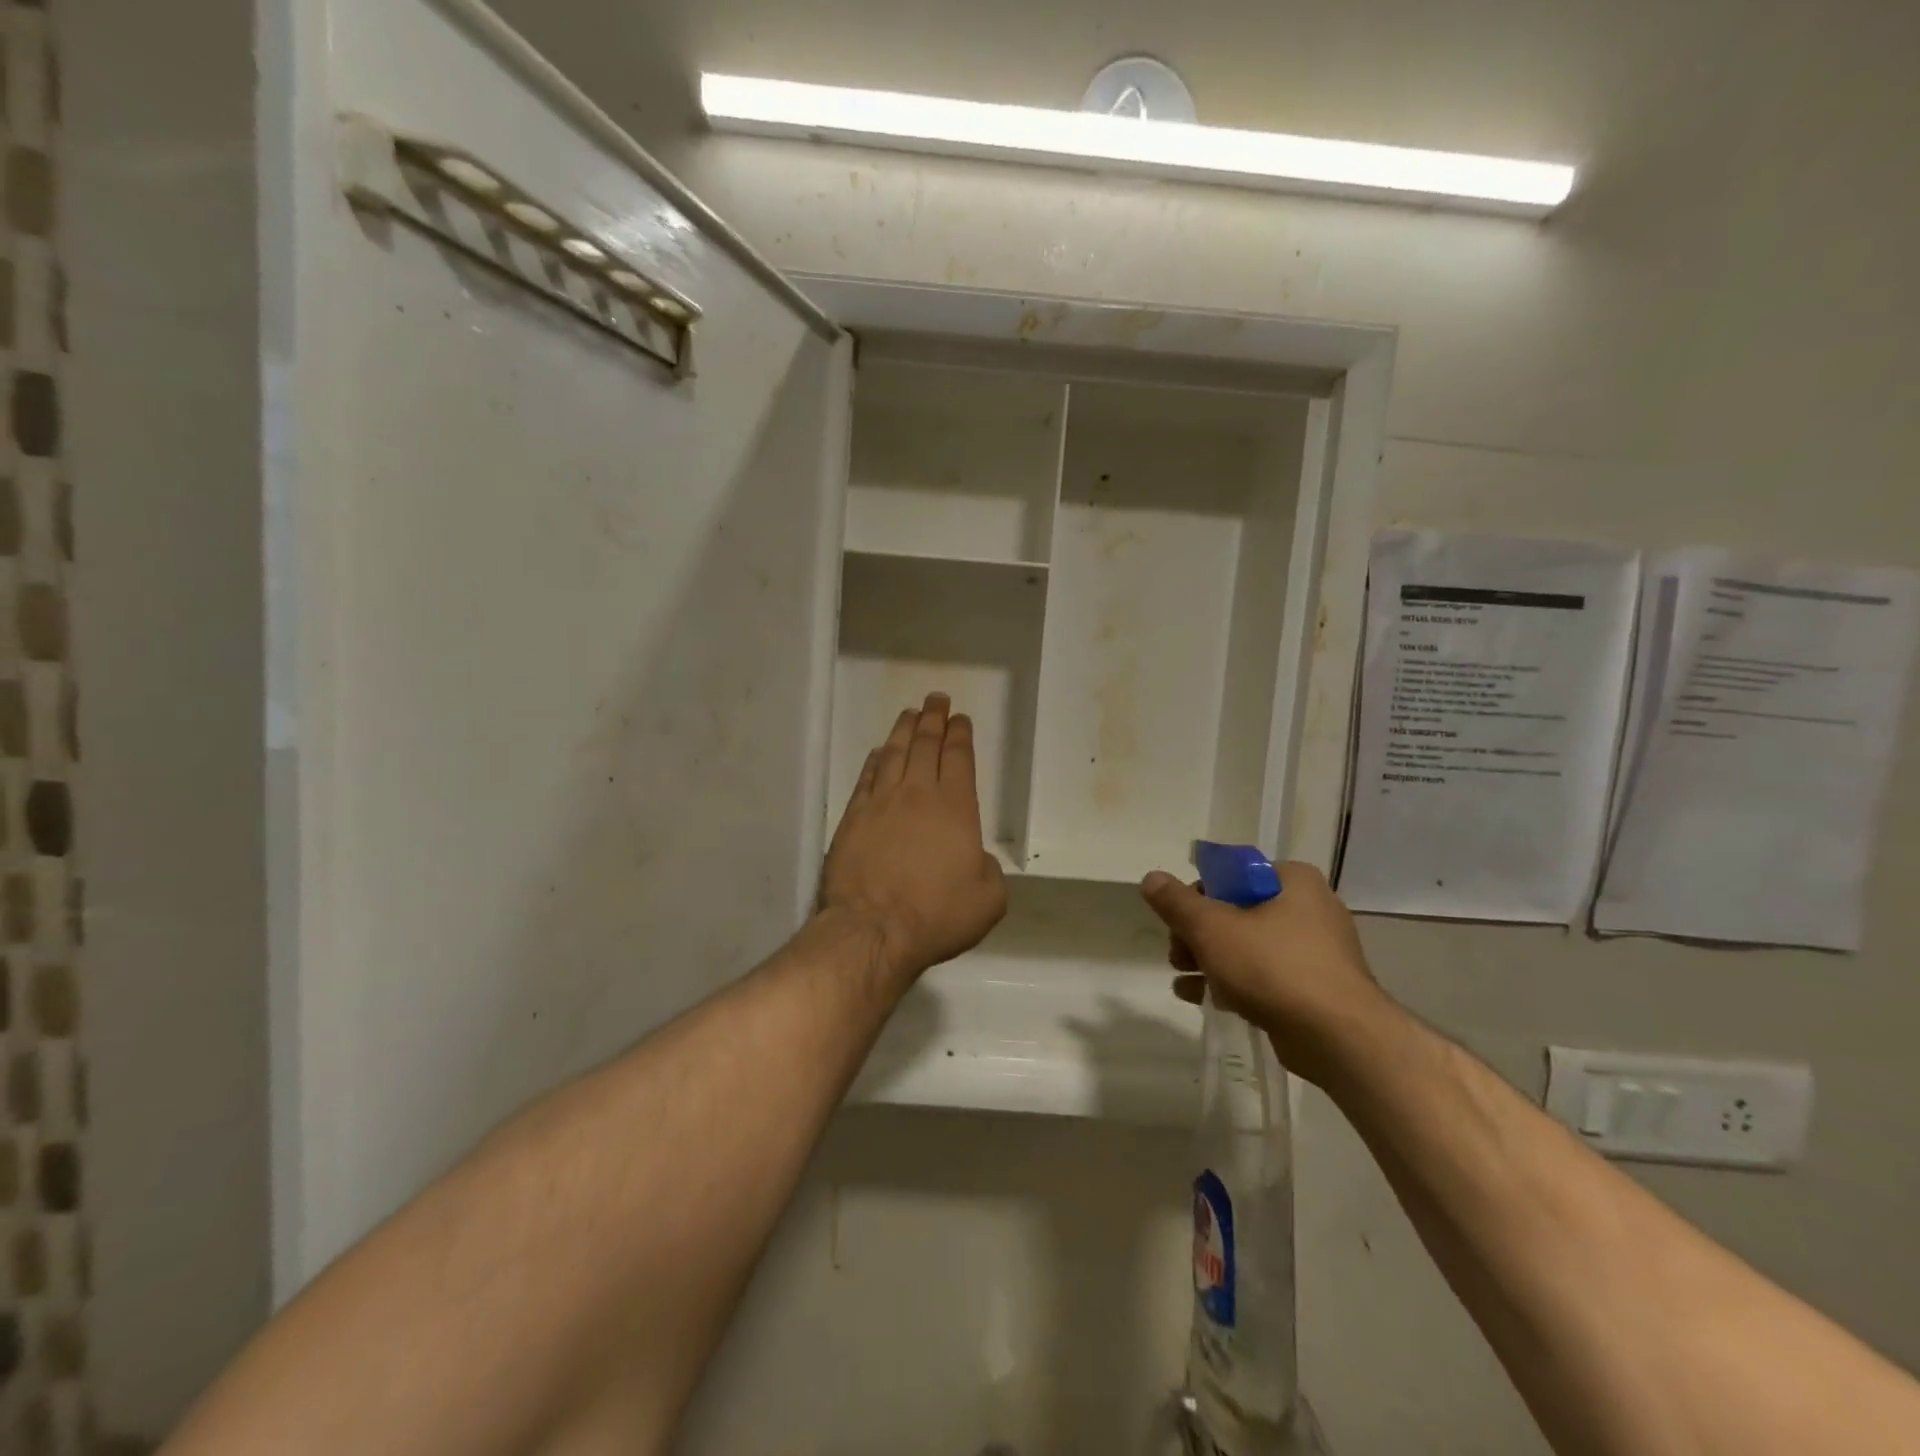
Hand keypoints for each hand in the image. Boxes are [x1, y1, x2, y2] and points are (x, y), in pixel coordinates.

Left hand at [821, 694, 1007, 982]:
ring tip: (909, 713)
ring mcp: (880, 803)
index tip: (960, 718)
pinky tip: (877, 752)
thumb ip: (988, 870)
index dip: (960, 734)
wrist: (874, 929)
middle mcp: (917, 794)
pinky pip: (866, 778)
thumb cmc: (938, 914)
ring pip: (893, 754)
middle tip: (936, 699)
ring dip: (903, 730)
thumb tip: (975, 858)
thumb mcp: (988, 899)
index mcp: (955, 807)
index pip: (958, 757)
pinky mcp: (852, 818)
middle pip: (925, 745)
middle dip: (933, 719)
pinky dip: (874, 760)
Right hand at [1140, 863, 1390, 1084]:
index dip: (1197, 896)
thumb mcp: (1212, 928)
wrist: (1340, 1038)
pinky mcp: (1315, 987)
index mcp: (1292, 880)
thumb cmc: (1274, 967)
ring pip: (1247, 945)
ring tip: (1182, 979)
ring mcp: (1316, 950)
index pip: (1232, 874)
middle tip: (1177, 956)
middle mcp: (1309, 907)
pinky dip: (1233, 982)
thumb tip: (1151, 878)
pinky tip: (1202, 999)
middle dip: (1198, 935)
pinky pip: (1265, 975)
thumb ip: (1176, 902)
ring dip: (1209, 960)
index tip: (1178, 922)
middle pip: (1236, 911)